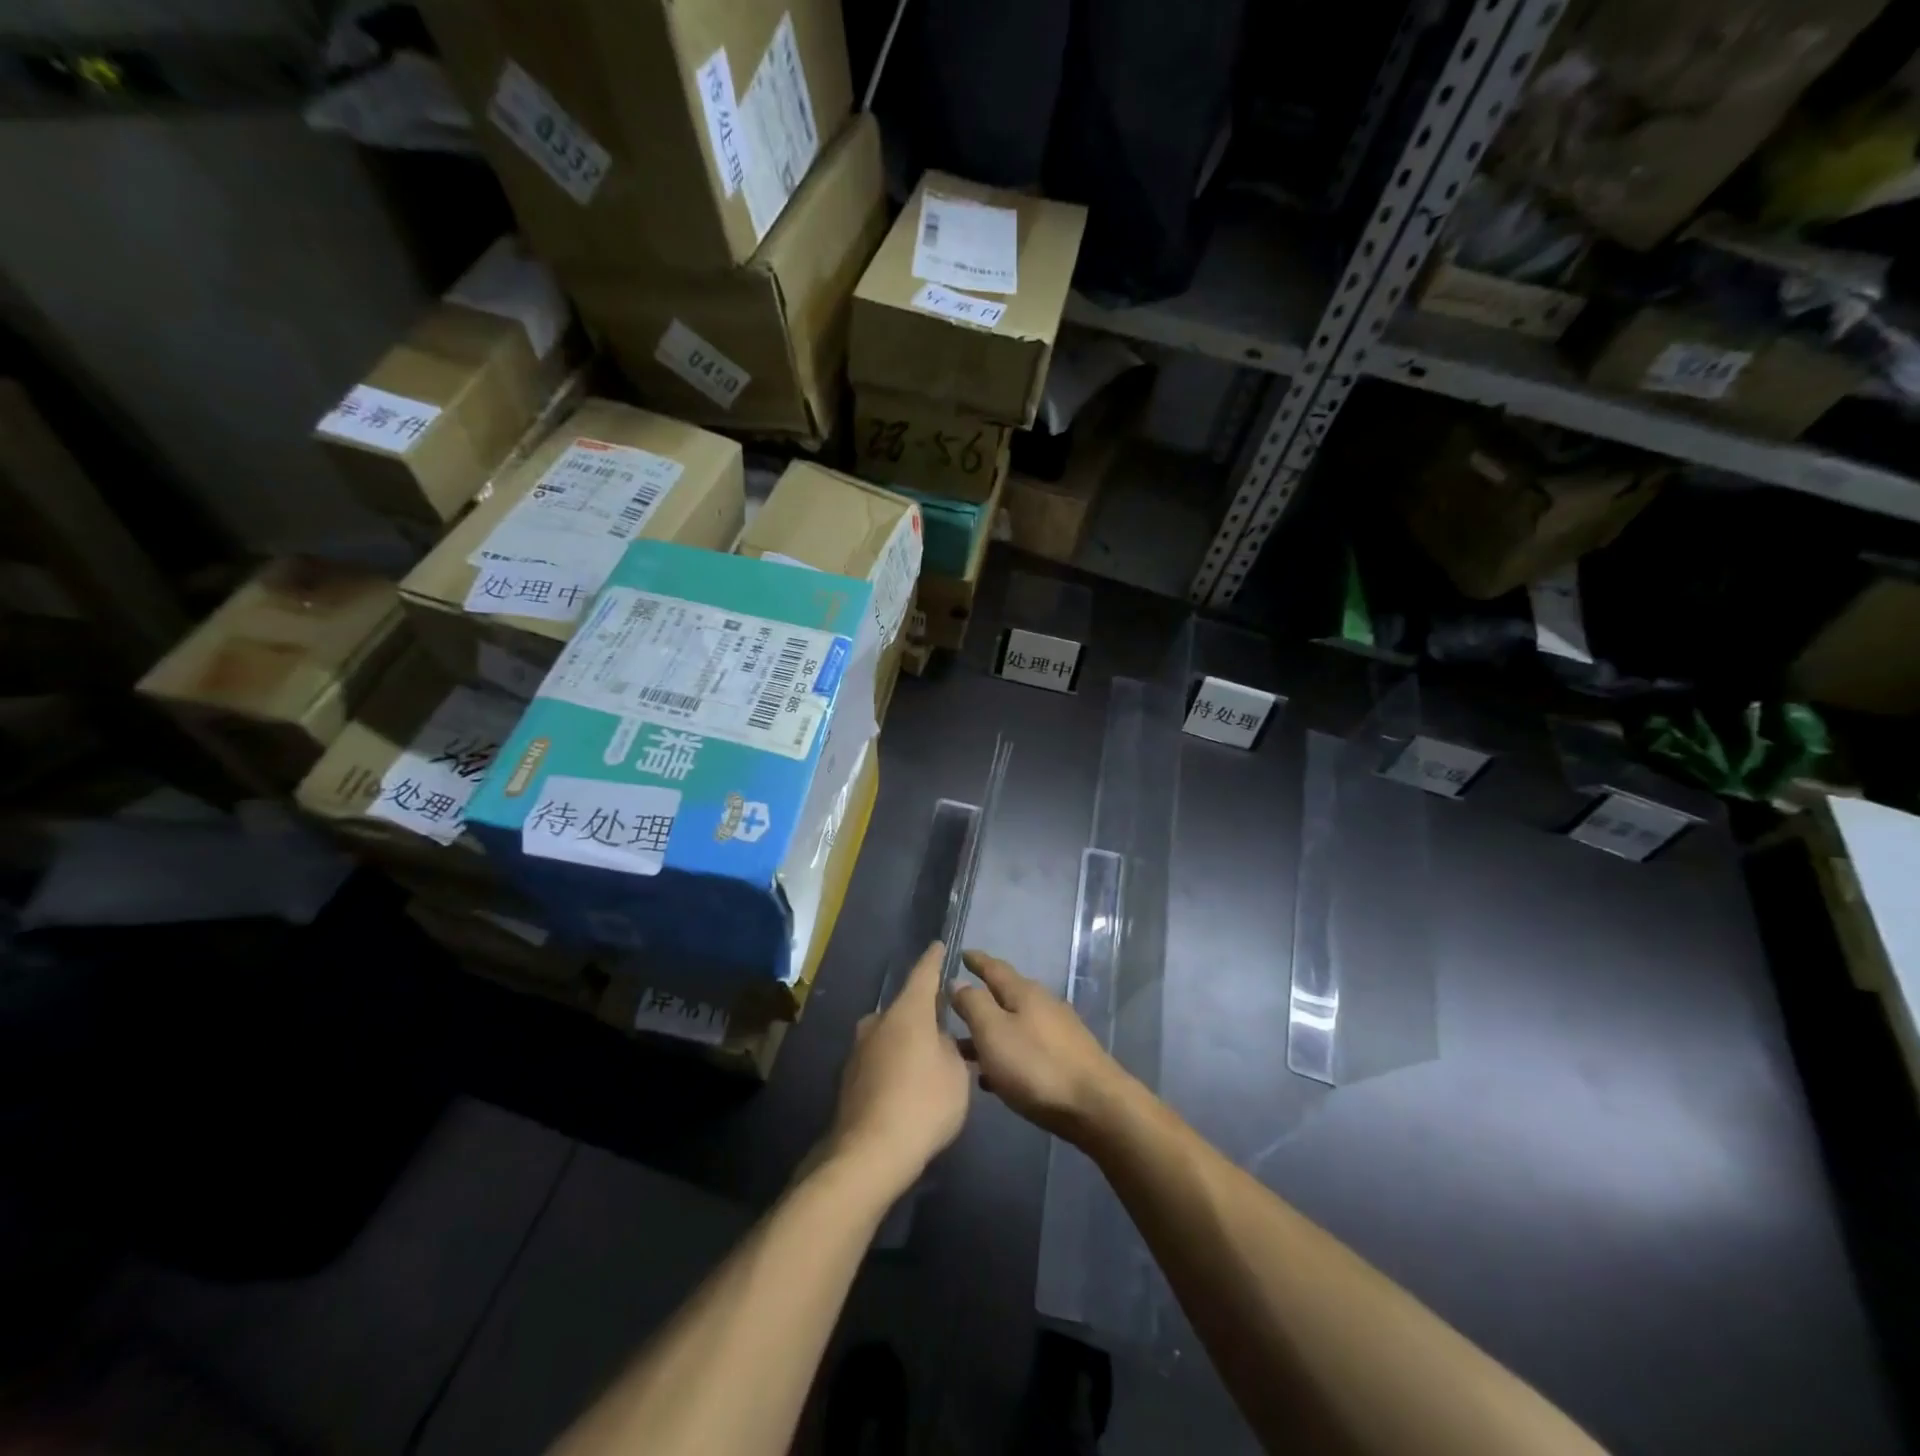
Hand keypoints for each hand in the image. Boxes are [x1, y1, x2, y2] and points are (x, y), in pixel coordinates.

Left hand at [826, 942, 970, 1191]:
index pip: (924, 973)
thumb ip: (951, 1047)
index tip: (939, 946)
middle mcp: (879, 1020)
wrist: (869, 1152)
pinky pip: (881, 1057)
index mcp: (907, 1011)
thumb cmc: (923, 1103)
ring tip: (931, 1061)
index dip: (934, 959)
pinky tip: (909, 1085)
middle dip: (925, 1013)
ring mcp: (860, 1048)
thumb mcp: (957, 1073)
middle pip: (907, 1007)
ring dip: (910, 1041)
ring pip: (892, 1034)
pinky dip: (896, 1063)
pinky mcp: (850, 1075)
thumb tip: (939, 1040)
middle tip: (947, 1024)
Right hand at [950, 950, 1127, 1141]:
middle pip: (1005, 996)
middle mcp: (1043, 1004)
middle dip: (980, 1001)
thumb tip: (957, 981)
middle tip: (954, 1007)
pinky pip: (1027, 1048)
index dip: (976, 961)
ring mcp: (1058, 1031)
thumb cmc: (1037, 1066)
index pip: (994, 968)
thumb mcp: (994, 1032)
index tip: (961, 953)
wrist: (1096, 1106)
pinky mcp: (1067, 1058)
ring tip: (965, 1049)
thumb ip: (973, 1004)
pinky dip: (1007, 1054)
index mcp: (1024, 992)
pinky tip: (994, 1077)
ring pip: (1015, 1025)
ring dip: (991, 1033)